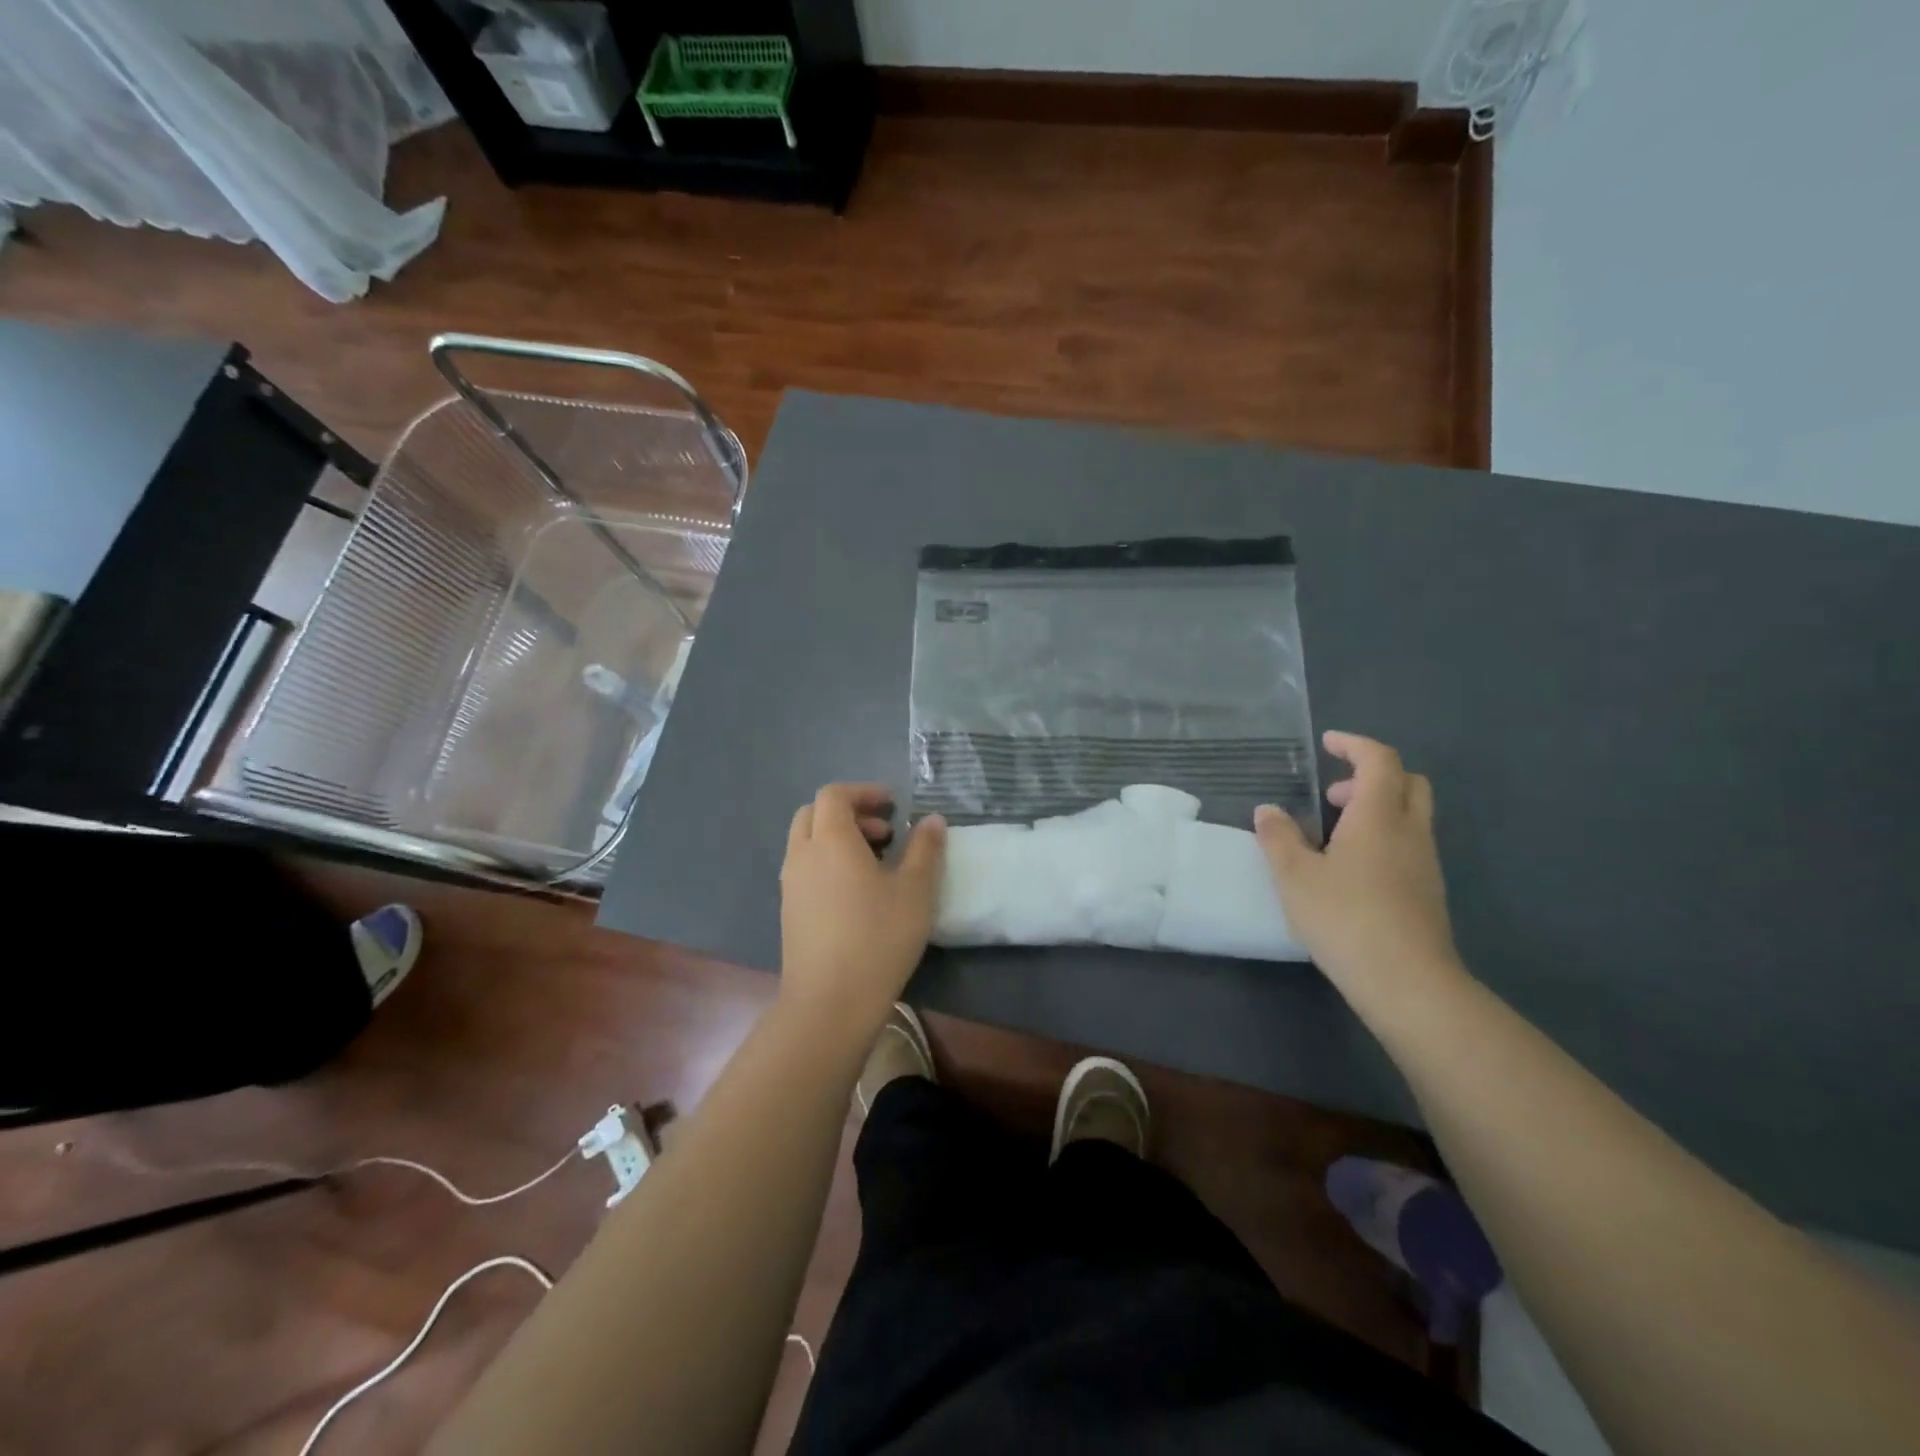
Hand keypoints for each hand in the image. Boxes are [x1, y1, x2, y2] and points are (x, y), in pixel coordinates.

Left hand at [779, 784, 945, 1029]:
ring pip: (807, 842)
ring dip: (838, 838)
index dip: (864, 792)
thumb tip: (932, 820)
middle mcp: (802, 855)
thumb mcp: (916, 891)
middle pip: (814, 813)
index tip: (892, 807)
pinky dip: (827, 862)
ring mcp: (790, 885)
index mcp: (831, 840)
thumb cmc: (878, 938)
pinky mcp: (788, 911)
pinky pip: (805, 868)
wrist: (830, 1003)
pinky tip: (856, 894)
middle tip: (885, 833)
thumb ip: (925, 849)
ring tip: (876, 863)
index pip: (834, 794)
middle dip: (849, 813)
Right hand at [1254, 732, 1461, 999]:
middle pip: (1407, 782)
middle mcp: (1410, 831)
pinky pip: (1409, 845)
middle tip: (1334, 793)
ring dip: (1377, 809)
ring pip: (1410, 815)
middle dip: (1371, 776)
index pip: (1379, 760)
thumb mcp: (1294, 876)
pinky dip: (1384, 837)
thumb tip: (1268, 812)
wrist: (1407, 981)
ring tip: (1334, 834)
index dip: (1355, 745)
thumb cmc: (1344, 917)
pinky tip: (1351, 870)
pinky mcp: (1428, 892)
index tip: (1329, 743)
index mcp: (1379, 816)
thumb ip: (1278, 838)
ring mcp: (1425, 863)